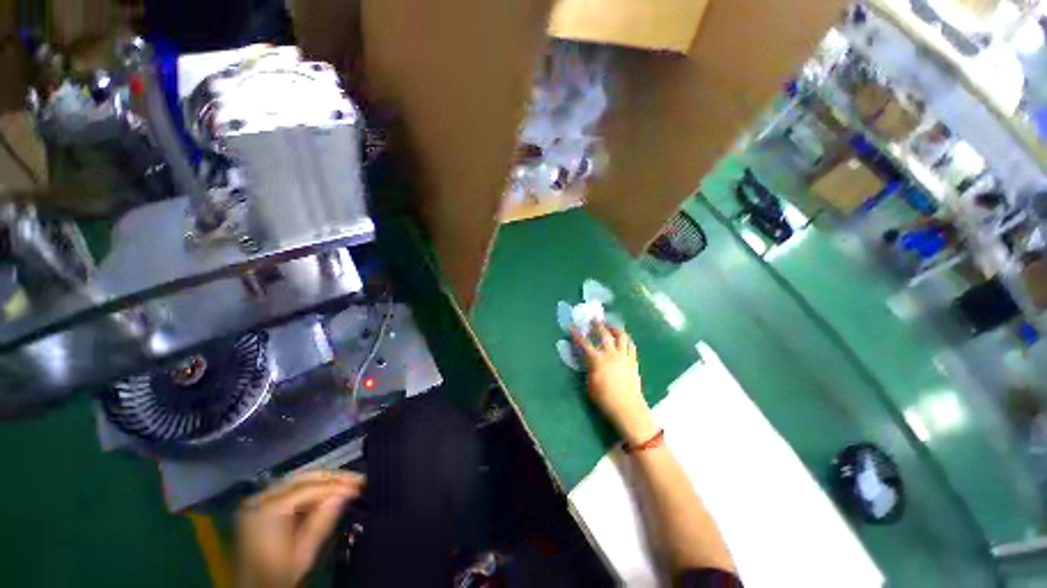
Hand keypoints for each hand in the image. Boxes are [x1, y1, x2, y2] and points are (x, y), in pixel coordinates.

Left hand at [236, 470, 364, 587]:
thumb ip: (323, 520)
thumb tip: (346, 492)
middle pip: (302, 478)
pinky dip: (310, 491)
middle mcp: (259, 499)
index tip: (361, 484)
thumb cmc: (276, 577)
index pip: (309, 488)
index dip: (337, 485)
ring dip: (323, 482)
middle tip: (358, 479)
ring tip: (347, 484)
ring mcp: (257, 502)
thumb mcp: (303, 554)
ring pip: (297, 481)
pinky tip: (327, 495)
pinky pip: (289, 491)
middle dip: (332, 478)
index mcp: (267, 511)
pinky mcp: (259, 507)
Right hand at [571, 322, 656, 445]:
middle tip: (595, 319)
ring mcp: (624, 356)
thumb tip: (588, 360)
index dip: (577, 334)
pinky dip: (626, 339)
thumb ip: (589, 368)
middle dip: (598, 325)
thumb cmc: (604, 399)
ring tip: (611, 325)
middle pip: (604, 334)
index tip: (573, 325)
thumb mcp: (590, 384)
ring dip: (615, 329)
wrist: (627, 407)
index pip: (584, 343)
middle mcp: (611, 354)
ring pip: (621, 336)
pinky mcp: (633, 361)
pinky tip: (624, 338)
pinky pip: (631, 346)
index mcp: (597, 360)